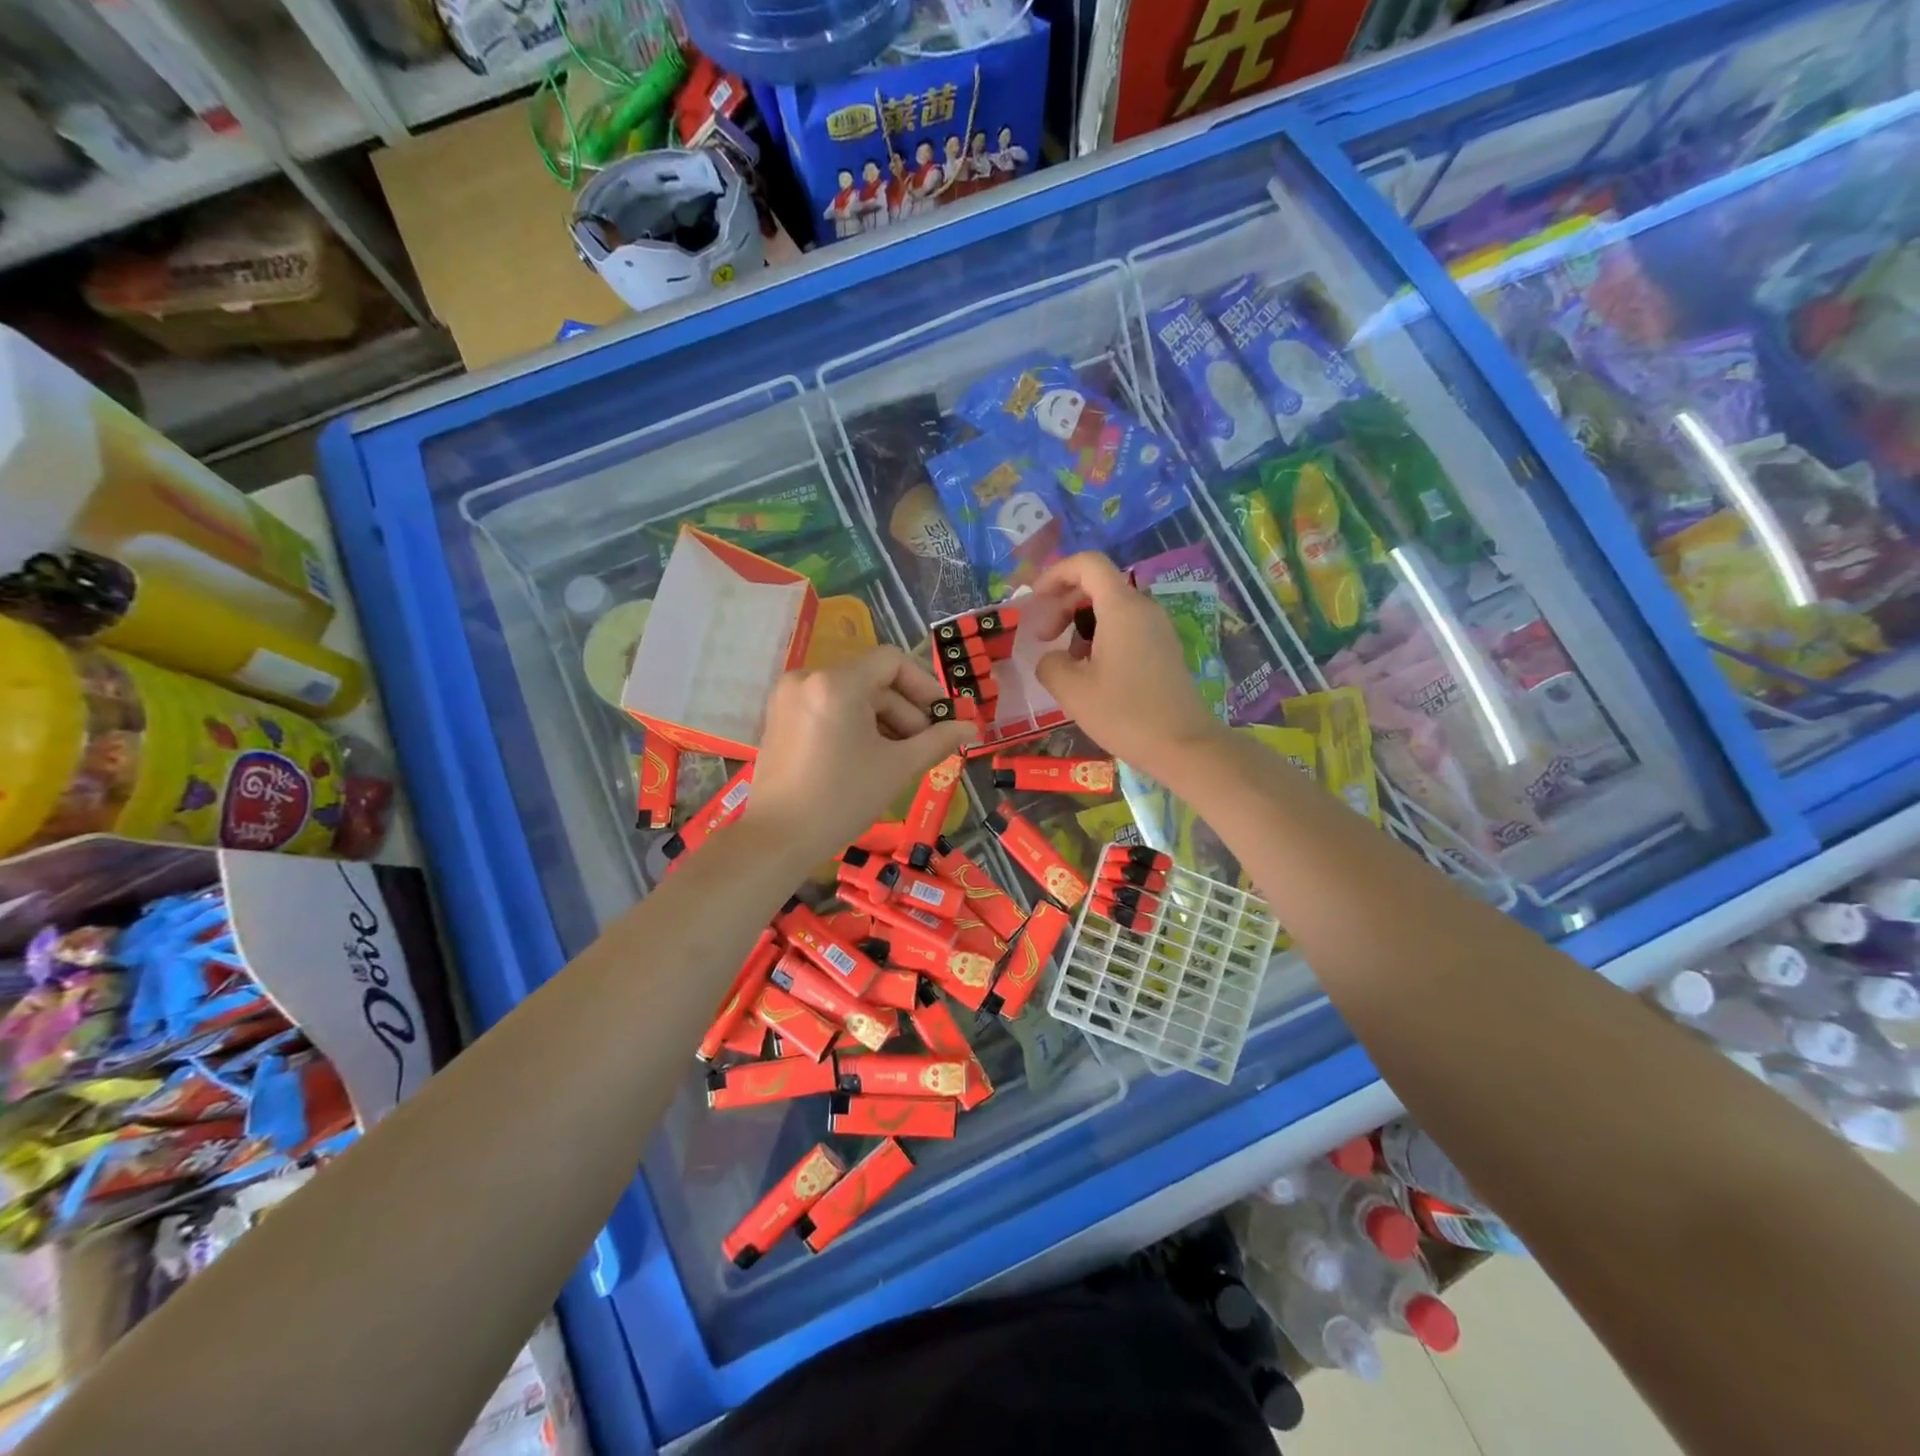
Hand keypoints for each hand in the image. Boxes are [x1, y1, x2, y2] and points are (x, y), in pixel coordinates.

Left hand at [744, 646, 976, 858]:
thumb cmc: (842, 799)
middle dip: (904, 711)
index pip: (892, 661)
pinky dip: (853, 725)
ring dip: (881, 721)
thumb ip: (937, 740)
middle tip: (924, 747)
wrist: (778, 839)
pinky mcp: (779, 719)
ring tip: (898, 757)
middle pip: (871, 681)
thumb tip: (970, 727)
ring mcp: (788, 699)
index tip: (942, 717)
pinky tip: (868, 757)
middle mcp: (807, 678)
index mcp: (836, 683)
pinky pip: (827, 709)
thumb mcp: (897, 767)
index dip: (924, 685)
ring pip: (850, 696)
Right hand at [1025, 552, 1225, 780]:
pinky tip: (1091, 673)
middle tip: (1043, 638)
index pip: (1088, 564)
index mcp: (1122, 608)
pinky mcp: (1164, 650)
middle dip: (1063, 604)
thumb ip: (1050, 664)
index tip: (1035, 599)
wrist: (1182, 745)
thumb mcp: (1072, 690)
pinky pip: (1126, 628)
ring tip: (1067, 662)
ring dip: (1080, 624)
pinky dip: (1101, 638)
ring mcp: (1158, 629)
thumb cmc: (1125, 714)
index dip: (1056, 574)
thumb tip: (1052, 659)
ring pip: (1111, 609)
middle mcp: (1143, 609)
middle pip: (1097, 586)